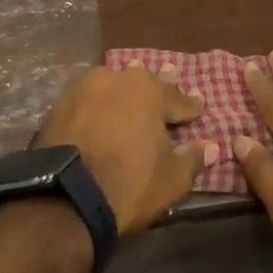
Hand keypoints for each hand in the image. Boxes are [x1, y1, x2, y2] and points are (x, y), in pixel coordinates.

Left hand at [37, 63, 217, 234]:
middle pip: (144, 83)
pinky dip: (98, 102)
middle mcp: (119, 79)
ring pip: (114, 84)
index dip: (190, 105)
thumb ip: (192, 159)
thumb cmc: (128, 185)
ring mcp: (86, 88)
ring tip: (131, 88)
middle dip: (159, 85)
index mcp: (150, 92)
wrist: (65, 198)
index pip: (177, 99)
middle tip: (170, 75)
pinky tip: (100, 104)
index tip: (199, 104)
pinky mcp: (61, 103)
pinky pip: (89, 96)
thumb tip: (211, 146)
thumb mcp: (171, 180)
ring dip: (125, 89)